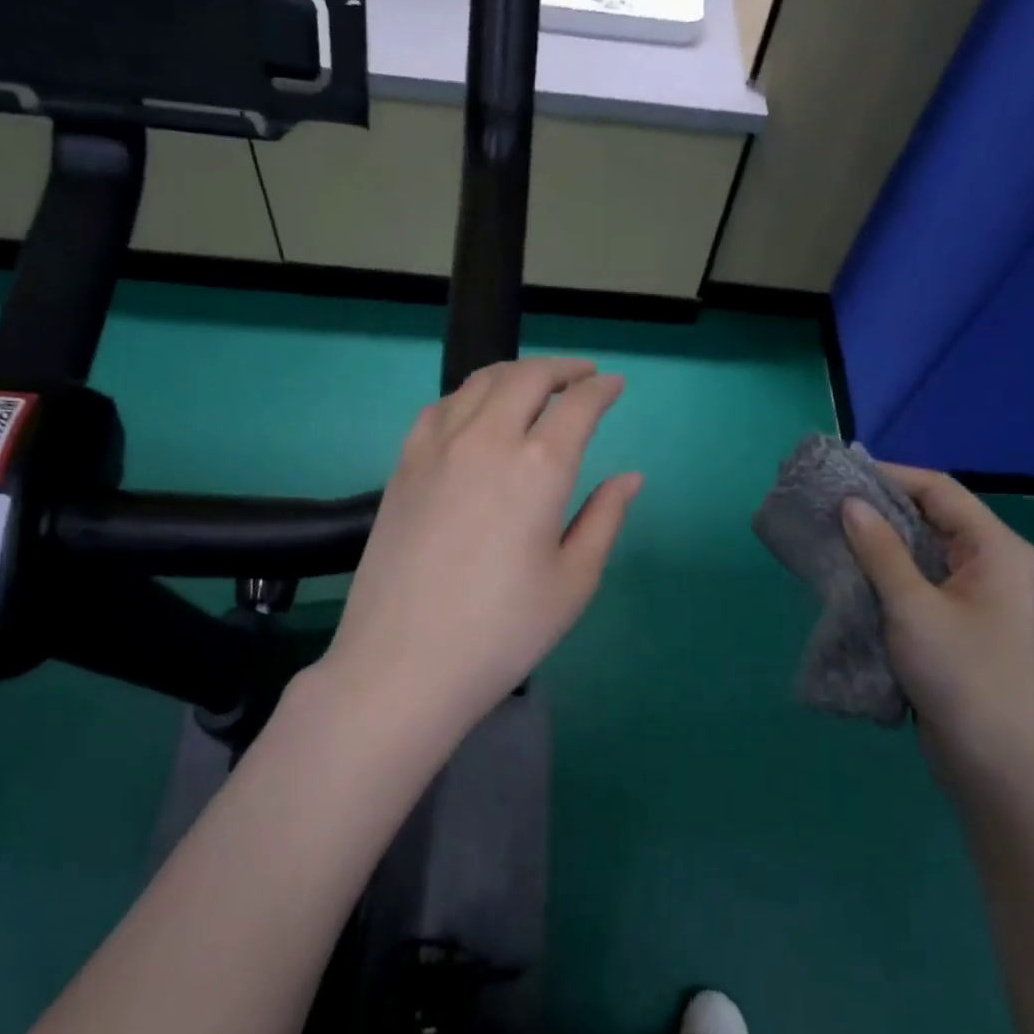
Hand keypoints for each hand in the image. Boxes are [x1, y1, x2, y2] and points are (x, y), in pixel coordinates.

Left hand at [320, 357, 642, 746]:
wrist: (403, 664)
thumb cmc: (502, 631)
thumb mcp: (574, 581)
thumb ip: (605, 518)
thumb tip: (630, 477)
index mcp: (539, 467)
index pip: (577, 406)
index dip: (601, 389)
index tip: (614, 385)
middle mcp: (487, 439)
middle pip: (527, 378)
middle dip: (561, 369)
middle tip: (581, 376)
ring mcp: (437, 447)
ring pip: (479, 382)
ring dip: (515, 374)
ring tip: (534, 385)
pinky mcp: (403, 465)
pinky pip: (440, 407)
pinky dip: (469, 395)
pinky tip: (476, 413)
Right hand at [840, 467, 1033, 793]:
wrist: (994, 761)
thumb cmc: (961, 675)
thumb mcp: (913, 607)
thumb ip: (881, 551)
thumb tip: (851, 503)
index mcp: (994, 548)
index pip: (938, 490)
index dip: (889, 476)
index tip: (839, 476)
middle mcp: (988, 563)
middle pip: (929, 518)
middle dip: (877, 510)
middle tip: (825, 504)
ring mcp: (971, 595)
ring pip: (918, 553)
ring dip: (875, 544)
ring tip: (826, 534)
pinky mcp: (953, 623)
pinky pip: (914, 583)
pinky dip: (882, 575)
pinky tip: (846, 575)